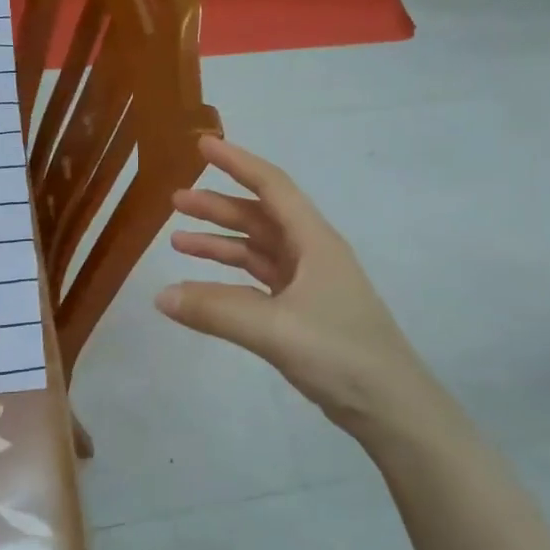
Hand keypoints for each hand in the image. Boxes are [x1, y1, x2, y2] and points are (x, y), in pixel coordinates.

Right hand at [156, 136, 429, 430]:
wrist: (388, 404)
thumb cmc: (340, 352)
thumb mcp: (274, 328)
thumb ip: (216, 310)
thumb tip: (161, 296)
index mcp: (314, 241)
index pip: (272, 187)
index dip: (238, 163)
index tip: (204, 145)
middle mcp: (312, 254)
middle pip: (260, 217)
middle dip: (218, 206)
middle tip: (175, 201)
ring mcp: (308, 284)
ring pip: (257, 250)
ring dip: (221, 243)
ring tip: (178, 242)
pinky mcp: (303, 312)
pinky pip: (258, 283)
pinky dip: (231, 279)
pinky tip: (204, 287)